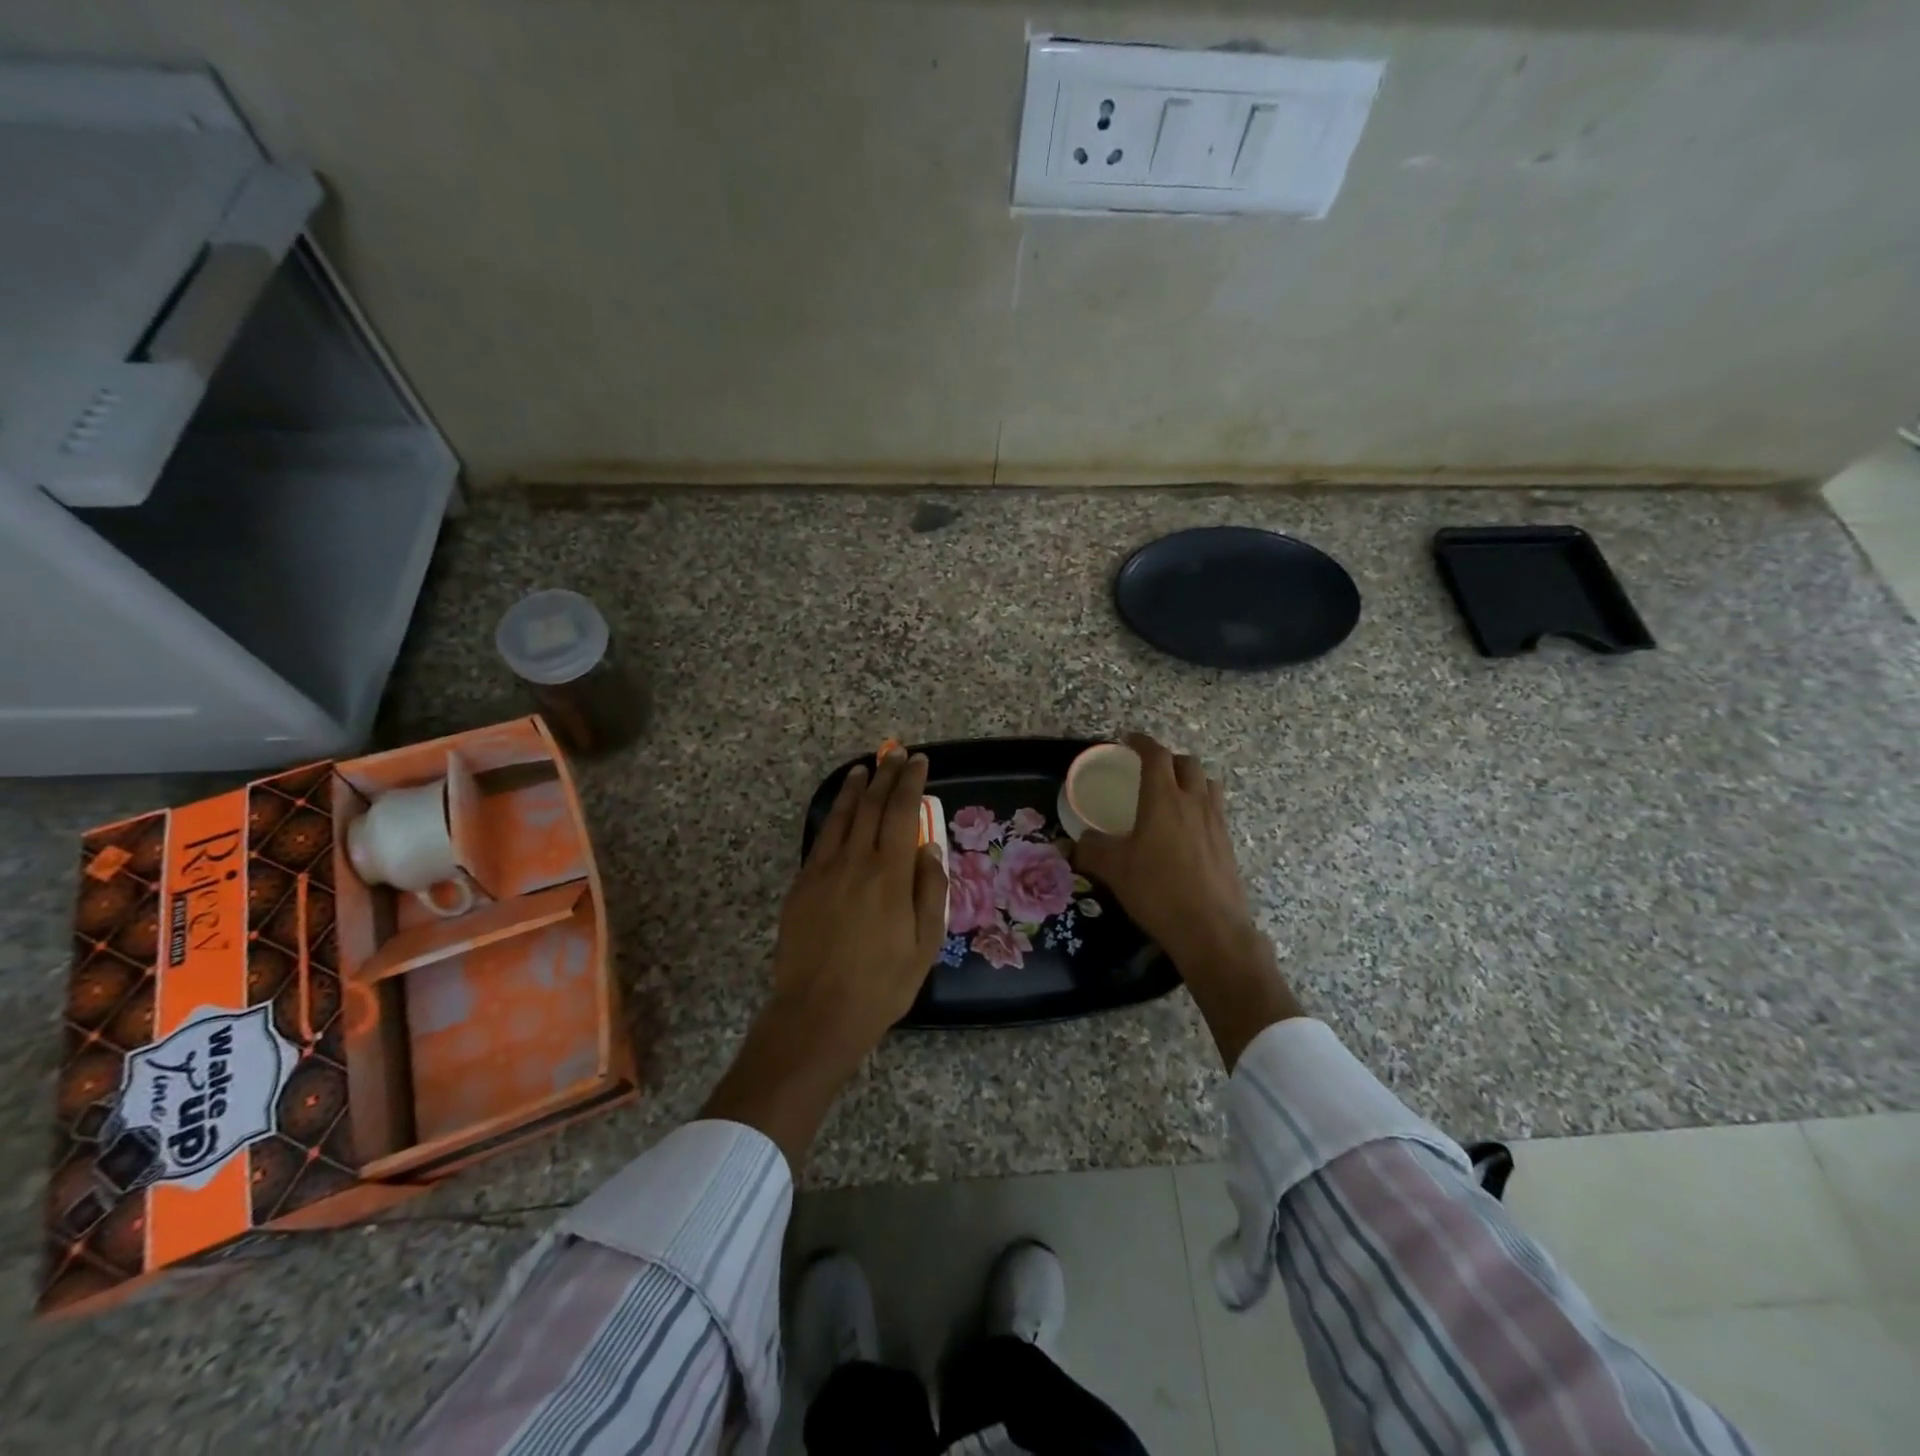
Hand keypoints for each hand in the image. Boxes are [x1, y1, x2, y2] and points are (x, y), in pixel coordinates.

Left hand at [701, 750, 947, 1168]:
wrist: (818, 1013)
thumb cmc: (881, 985)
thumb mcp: (925, 944)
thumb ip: (931, 891)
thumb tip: (929, 848)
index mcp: (890, 875)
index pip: (902, 813)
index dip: (911, 783)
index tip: (919, 762)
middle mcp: (856, 862)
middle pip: (872, 806)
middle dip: (887, 775)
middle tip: (896, 754)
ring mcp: (823, 871)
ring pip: (842, 817)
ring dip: (856, 789)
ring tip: (865, 768)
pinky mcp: (802, 885)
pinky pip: (821, 839)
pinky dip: (834, 816)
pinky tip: (840, 809)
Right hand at [1075, 733, 1301, 1067]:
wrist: (1211, 929)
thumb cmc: (1157, 890)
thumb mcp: (1113, 869)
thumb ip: (1091, 849)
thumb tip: (1076, 842)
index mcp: (1163, 798)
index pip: (1155, 755)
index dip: (1141, 742)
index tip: (1128, 740)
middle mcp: (1193, 801)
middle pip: (1186, 763)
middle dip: (1167, 759)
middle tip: (1149, 770)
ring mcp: (1216, 821)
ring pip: (1207, 783)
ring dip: (1189, 779)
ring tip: (1172, 794)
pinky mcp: (1228, 843)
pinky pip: (1215, 809)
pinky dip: (1200, 805)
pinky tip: (1186, 829)